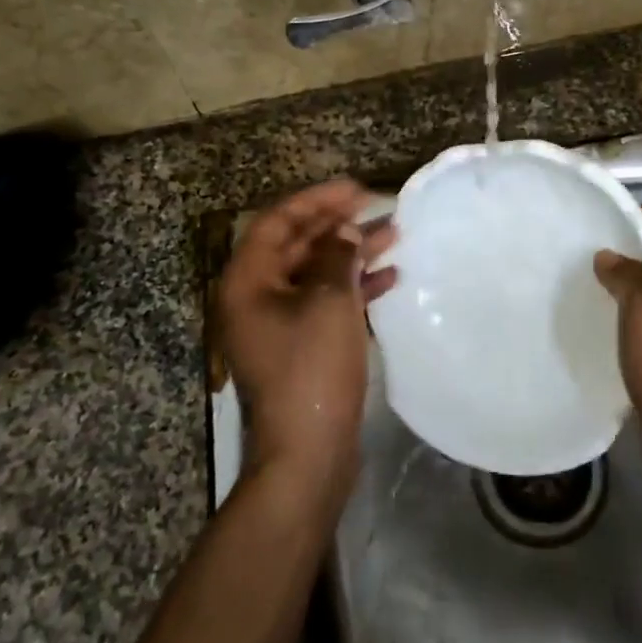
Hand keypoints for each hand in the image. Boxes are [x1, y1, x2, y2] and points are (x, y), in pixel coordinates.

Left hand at [216, 180, 395, 499]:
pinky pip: (325, 301)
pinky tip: (389, 279)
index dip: (316, 200)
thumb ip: (338, 256)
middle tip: (377, 207)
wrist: (308, 453)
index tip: (354, 188)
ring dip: (351, 253)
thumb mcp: (329, 302)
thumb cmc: (312, 369)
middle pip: (297, 246)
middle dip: (337, 224)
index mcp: (248, 282)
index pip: (277, 222)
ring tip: (393, 236)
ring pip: (316, 273)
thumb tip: (344, 233)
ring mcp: (279, 324)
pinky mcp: (301, 346)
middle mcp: (257, 298)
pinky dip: (354, 287)